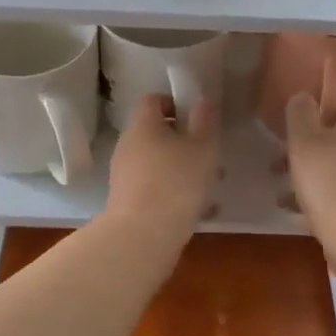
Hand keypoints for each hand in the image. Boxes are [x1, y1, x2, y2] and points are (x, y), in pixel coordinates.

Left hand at [103, 93, 219, 248]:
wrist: (143, 235)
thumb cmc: (177, 182)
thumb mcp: (203, 148)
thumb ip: (205, 122)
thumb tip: (202, 101)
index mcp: (143, 125)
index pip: (152, 100)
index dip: (174, 103)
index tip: (196, 119)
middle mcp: (128, 145)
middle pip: (156, 134)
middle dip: (185, 144)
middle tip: (211, 158)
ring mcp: (124, 175)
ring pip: (158, 164)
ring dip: (183, 171)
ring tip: (211, 190)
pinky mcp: (126, 201)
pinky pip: (154, 188)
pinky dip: (174, 194)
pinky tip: (200, 212)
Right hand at [285, 84, 335, 244]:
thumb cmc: (332, 182)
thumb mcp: (305, 142)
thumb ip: (301, 114)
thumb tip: (304, 96)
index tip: (310, 109)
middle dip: (315, 136)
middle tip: (287, 147)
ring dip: (312, 166)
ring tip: (280, 178)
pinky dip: (319, 191)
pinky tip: (292, 206)